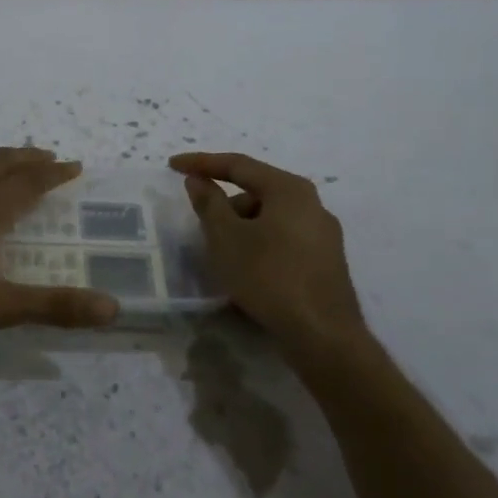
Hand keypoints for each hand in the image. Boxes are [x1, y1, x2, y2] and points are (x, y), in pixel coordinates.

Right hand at [170, 152, 371, 356]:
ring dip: (241, 226)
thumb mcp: (226, 238)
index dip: (202, 163)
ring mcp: (323, 234)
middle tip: (200, 221)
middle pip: (257, 191)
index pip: (238, 165)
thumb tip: (198, 180)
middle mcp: (312, 204)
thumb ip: (209, 203)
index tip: (172, 166)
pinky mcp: (325, 261)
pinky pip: (282, 239)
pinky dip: (259, 244)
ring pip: (270, 218)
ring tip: (221, 253)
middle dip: (224, 202)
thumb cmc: (268, 276)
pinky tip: (246, 268)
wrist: (322, 334)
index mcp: (289, 189)